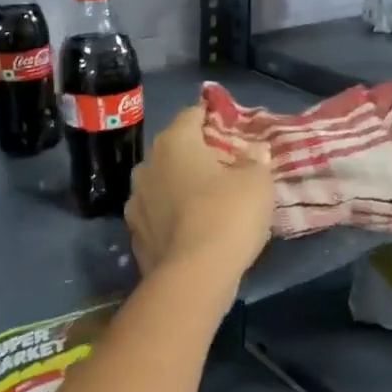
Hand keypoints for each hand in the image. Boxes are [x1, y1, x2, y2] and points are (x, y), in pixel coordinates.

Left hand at [125, 106, 273, 285]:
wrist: (193, 277)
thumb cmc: (227, 216)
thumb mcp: (257, 183)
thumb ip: (256, 161)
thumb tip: (255, 150)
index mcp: (174, 143)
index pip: (192, 114)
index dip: (212, 116)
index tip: (230, 125)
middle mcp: (147, 166)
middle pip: (174, 151)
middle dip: (196, 155)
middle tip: (224, 167)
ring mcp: (136, 202)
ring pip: (162, 184)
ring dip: (180, 187)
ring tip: (206, 201)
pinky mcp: (134, 235)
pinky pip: (157, 216)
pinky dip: (172, 217)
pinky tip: (190, 229)